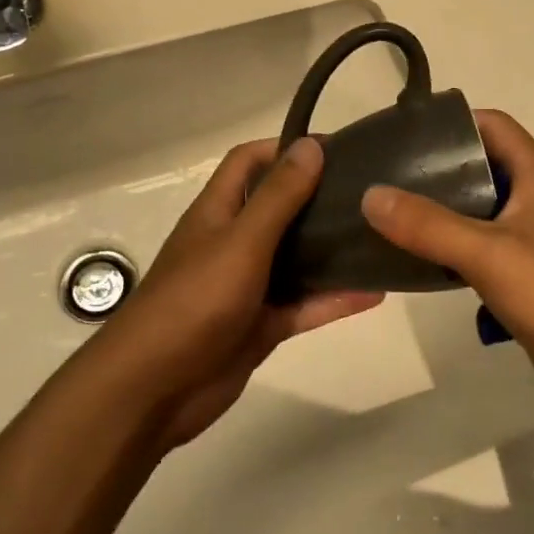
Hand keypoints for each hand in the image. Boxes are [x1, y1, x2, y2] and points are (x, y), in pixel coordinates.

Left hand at [93, 137, 380, 451]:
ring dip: (331, 248)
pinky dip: (335, 299)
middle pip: (278, 207)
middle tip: (368, 190)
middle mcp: (233, 242)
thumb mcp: (241, 241)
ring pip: (296, 258)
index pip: (248, 161)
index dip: (284, 147)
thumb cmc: (194, 301)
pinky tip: (375, 292)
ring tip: (378, 234)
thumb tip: (311, 145)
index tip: (334, 146)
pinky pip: (305, 305)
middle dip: (317, 195)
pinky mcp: (261, 325)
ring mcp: (247, 285)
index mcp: (218, 211)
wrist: (155, 389)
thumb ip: (278, 196)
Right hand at [360, 110, 533, 426]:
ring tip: (393, 215)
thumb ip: (428, 224)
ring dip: (444, 212)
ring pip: (483, 211)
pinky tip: (424, 260)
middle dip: (438, 170)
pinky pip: (487, 249)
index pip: (492, 125)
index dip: (452, 123)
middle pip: (484, 167)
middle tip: (386, 178)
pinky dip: (456, 248)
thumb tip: (370, 194)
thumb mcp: (489, 254)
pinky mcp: (533, 276)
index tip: (404, 135)